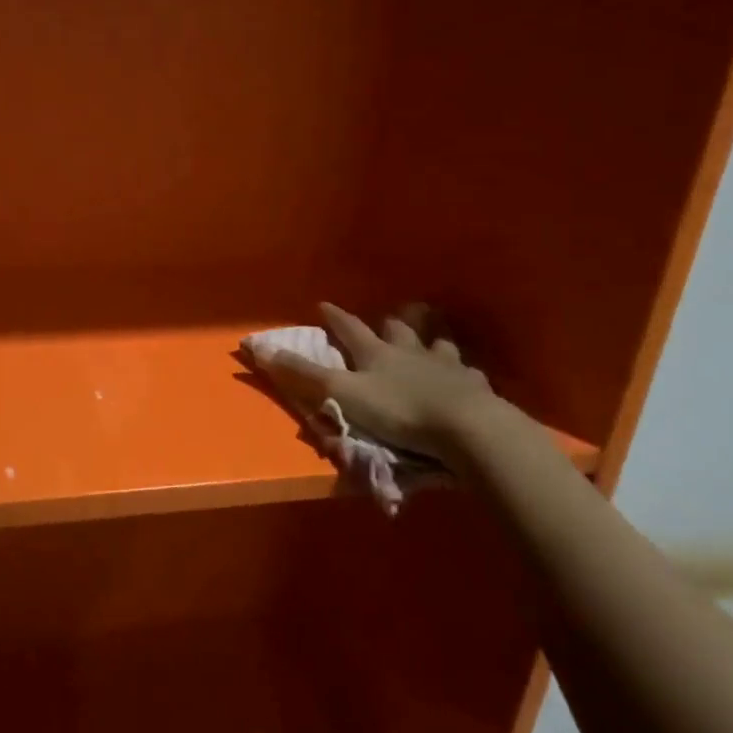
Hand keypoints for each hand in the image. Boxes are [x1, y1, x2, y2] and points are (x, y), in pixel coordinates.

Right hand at [262, 303, 499, 458]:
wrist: (466, 428)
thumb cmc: (398, 410)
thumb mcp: (341, 393)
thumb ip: (303, 375)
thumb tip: (257, 347)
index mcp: (376, 353)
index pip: (349, 328)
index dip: (335, 318)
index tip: (323, 304)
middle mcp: (411, 352)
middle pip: (398, 330)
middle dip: (389, 323)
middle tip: (386, 318)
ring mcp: (447, 367)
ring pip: (436, 344)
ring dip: (430, 339)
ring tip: (430, 339)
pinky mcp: (475, 388)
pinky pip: (469, 373)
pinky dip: (463, 372)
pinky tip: (467, 375)